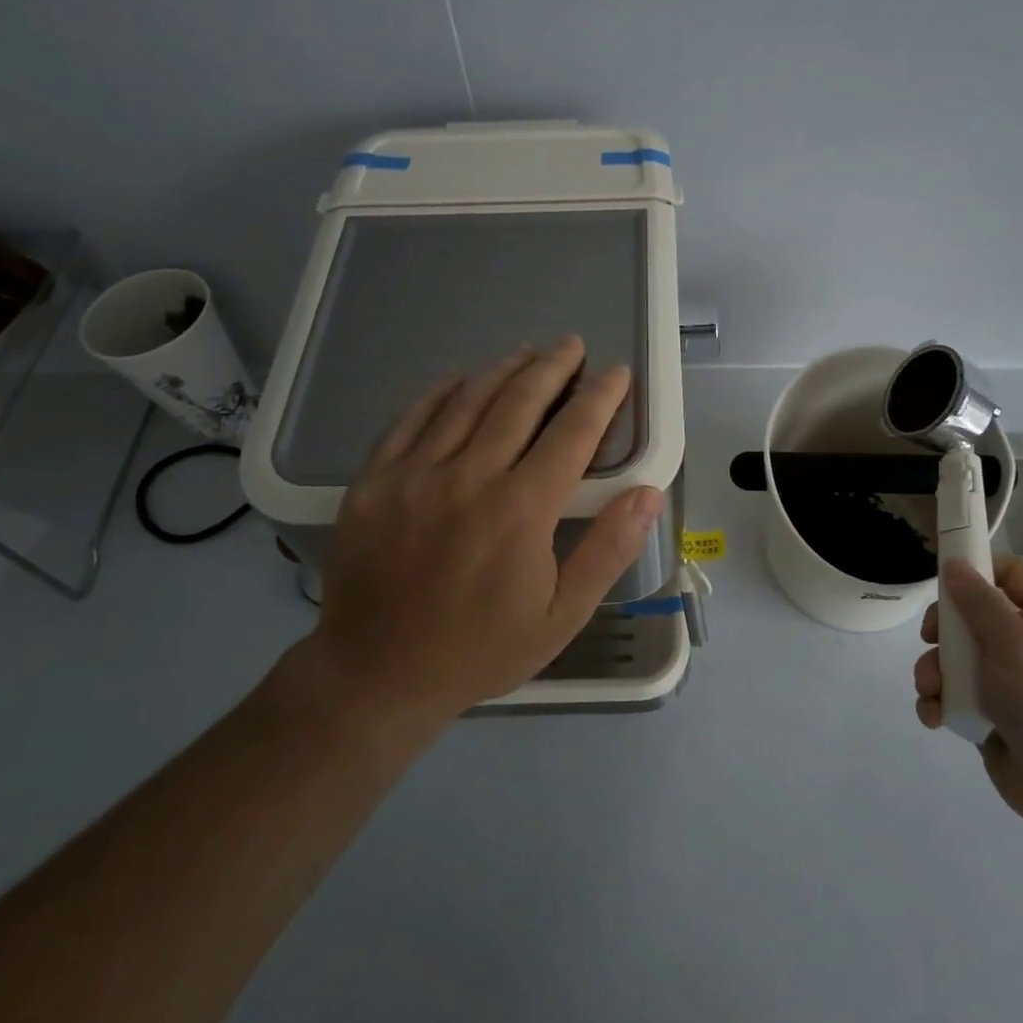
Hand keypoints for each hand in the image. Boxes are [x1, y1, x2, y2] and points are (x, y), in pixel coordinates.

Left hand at [300, 336, 663, 735]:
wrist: (377, 676)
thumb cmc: (481, 650)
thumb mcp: (561, 617)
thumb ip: (607, 550)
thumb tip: (648, 493)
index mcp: (521, 510)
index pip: (572, 433)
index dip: (600, 397)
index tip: (617, 373)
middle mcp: (469, 478)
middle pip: (519, 402)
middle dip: (553, 367)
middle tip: (572, 345)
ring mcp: (414, 475)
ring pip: (467, 401)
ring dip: (503, 370)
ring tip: (527, 352)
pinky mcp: (374, 481)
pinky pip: (410, 419)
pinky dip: (440, 392)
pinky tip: (459, 378)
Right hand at [914, 558, 1022, 834]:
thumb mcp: (1013, 644)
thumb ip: (979, 602)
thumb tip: (954, 562)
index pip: (1010, 574)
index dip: (979, 568)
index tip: (945, 576)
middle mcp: (1019, 645)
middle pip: (967, 614)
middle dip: (941, 629)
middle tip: (931, 639)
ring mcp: (1001, 682)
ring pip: (951, 657)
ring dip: (932, 671)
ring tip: (932, 692)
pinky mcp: (984, 715)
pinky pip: (949, 696)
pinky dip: (936, 703)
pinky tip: (934, 717)